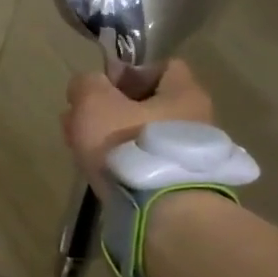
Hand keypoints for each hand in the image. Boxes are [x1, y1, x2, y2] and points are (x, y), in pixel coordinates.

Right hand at [61, 59, 212, 197]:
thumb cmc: (128, 144)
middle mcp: (196, 120)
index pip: (162, 67)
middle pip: (147, 104)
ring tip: (83, 150)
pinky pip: (145, 161)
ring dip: (112, 138)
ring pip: (141, 134)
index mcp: (184, 92)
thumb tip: (86, 84)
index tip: (101, 88)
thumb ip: (86, 84)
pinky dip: (123, 162)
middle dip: (110, 110)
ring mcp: (188, 154)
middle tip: (81, 122)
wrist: (159, 209)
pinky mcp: (177, 182)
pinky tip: (101, 171)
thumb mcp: (94, 102)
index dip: (128, 72)